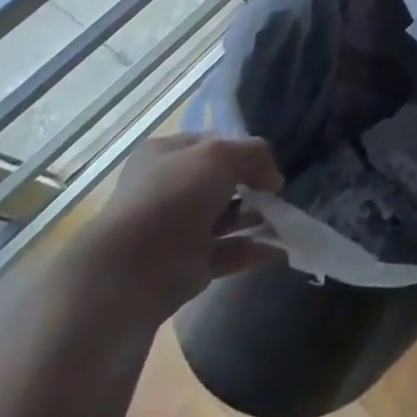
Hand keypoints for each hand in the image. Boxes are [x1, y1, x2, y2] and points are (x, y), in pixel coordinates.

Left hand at [58, 132, 282, 328]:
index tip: (267, 163)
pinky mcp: (187, 266)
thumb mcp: (222, 155)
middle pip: (222, 181)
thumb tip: (272, 180)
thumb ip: (255, 155)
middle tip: (277, 193)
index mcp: (167, 154)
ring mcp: (177, 229)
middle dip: (253, 185)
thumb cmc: (173, 198)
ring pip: (227, 217)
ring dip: (257, 217)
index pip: (214, 142)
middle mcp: (169, 188)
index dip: (243, 149)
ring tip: (286, 219)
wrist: (131, 274)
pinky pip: (228, 252)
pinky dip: (254, 249)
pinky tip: (281, 246)